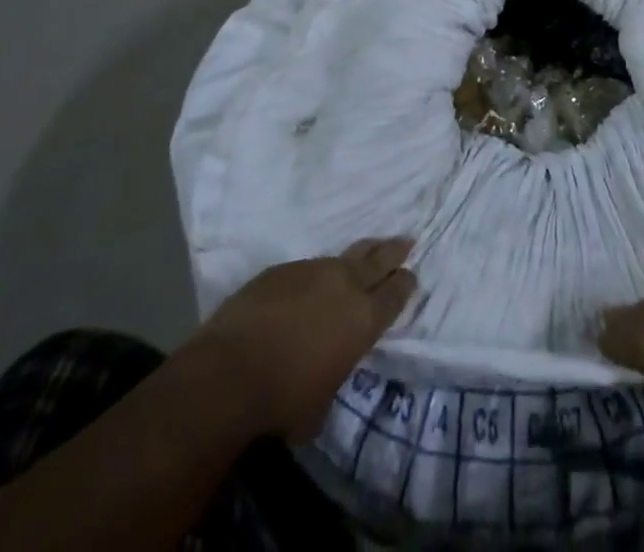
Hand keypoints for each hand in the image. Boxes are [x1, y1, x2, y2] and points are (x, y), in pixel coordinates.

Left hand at [193, 237, 417, 442]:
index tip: (411, 276)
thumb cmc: (284, 400)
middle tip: (407, 241)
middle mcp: (344, 285)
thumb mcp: (323, 402)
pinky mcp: (282, 269)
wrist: (232, 370)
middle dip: (394, 250)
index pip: (396, 294)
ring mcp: (312, 270)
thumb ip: (335, 374)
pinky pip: (307, 268)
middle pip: (378, 258)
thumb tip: (327, 369)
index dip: (405, 284)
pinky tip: (307, 288)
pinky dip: (314, 276)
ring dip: (356, 258)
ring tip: (363, 255)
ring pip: (343, 257)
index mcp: (363, 318)